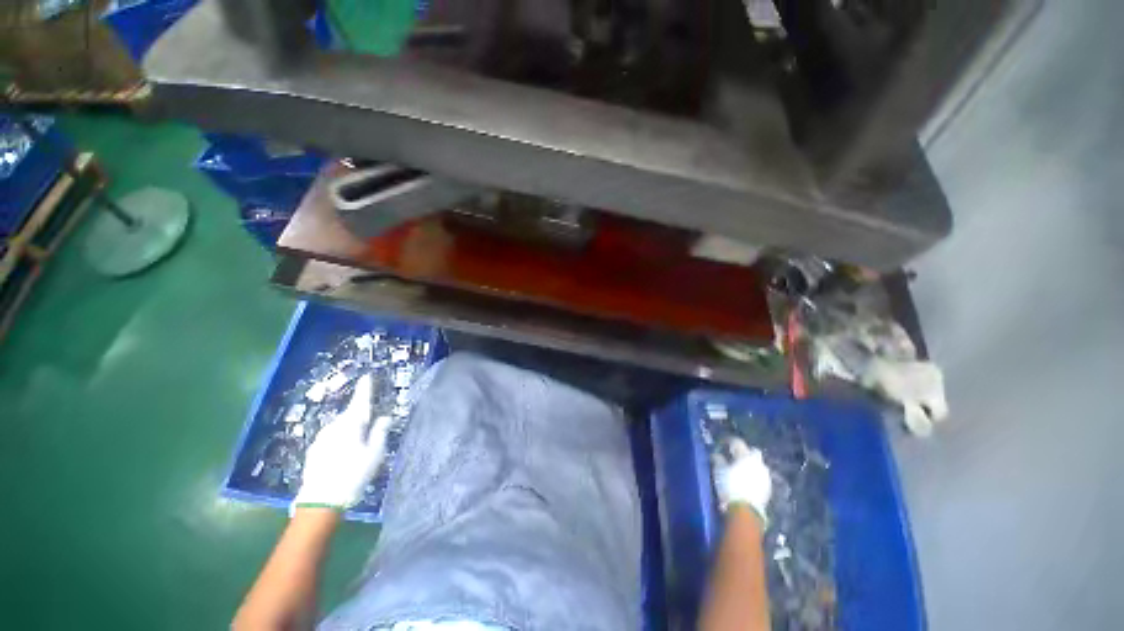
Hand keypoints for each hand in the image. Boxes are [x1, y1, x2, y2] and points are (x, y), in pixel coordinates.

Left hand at [293, 375, 392, 510]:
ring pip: (340, 426)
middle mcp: (334, 427)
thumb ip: (380, 432)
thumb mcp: (375, 453)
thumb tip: (384, 417)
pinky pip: (332, 436)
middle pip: (350, 414)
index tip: (367, 376)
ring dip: (350, 427)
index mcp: (351, 425)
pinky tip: (344, 450)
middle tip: (371, 417)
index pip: (360, 401)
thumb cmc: (354, 474)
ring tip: (359, 438)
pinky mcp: (314, 450)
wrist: (321, 500)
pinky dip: (340, 437)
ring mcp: (321, 438)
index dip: (365, 389)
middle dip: (359, 412)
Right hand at [710, 438, 771, 527]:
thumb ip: (718, 460)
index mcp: (746, 455)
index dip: (729, 442)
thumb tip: (717, 455)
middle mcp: (758, 463)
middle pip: (753, 452)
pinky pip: (761, 477)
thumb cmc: (730, 486)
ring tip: (741, 470)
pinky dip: (755, 476)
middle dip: (745, 452)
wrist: (745, 510)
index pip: (738, 442)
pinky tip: (747, 481)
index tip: (722, 444)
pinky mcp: (768, 488)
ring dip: (751, 465)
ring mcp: (765, 476)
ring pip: (759, 465)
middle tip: (735, 456)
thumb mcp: (719, 471)